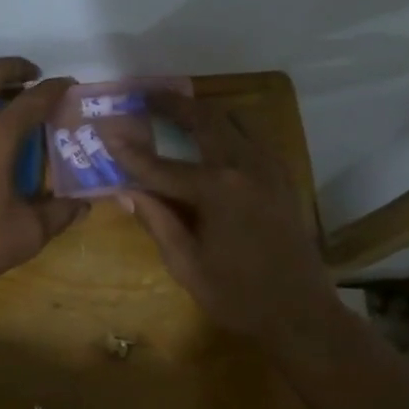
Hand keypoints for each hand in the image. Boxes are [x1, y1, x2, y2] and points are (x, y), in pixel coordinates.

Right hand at [111, 94, 344, 347]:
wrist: (301, 314)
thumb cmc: (238, 296)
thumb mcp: (187, 265)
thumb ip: (158, 222)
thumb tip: (127, 192)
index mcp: (216, 191)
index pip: (161, 166)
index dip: (130, 152)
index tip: (106, 133)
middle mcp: (244, 167)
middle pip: (204, 120)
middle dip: (172, 104)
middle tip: (147, 95)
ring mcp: (269, 168)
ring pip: (234, 120)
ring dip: (203, 110)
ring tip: (178, 108)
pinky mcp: (282, 177)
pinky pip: (253, 137)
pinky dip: (229, 126)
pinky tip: (215, 136)